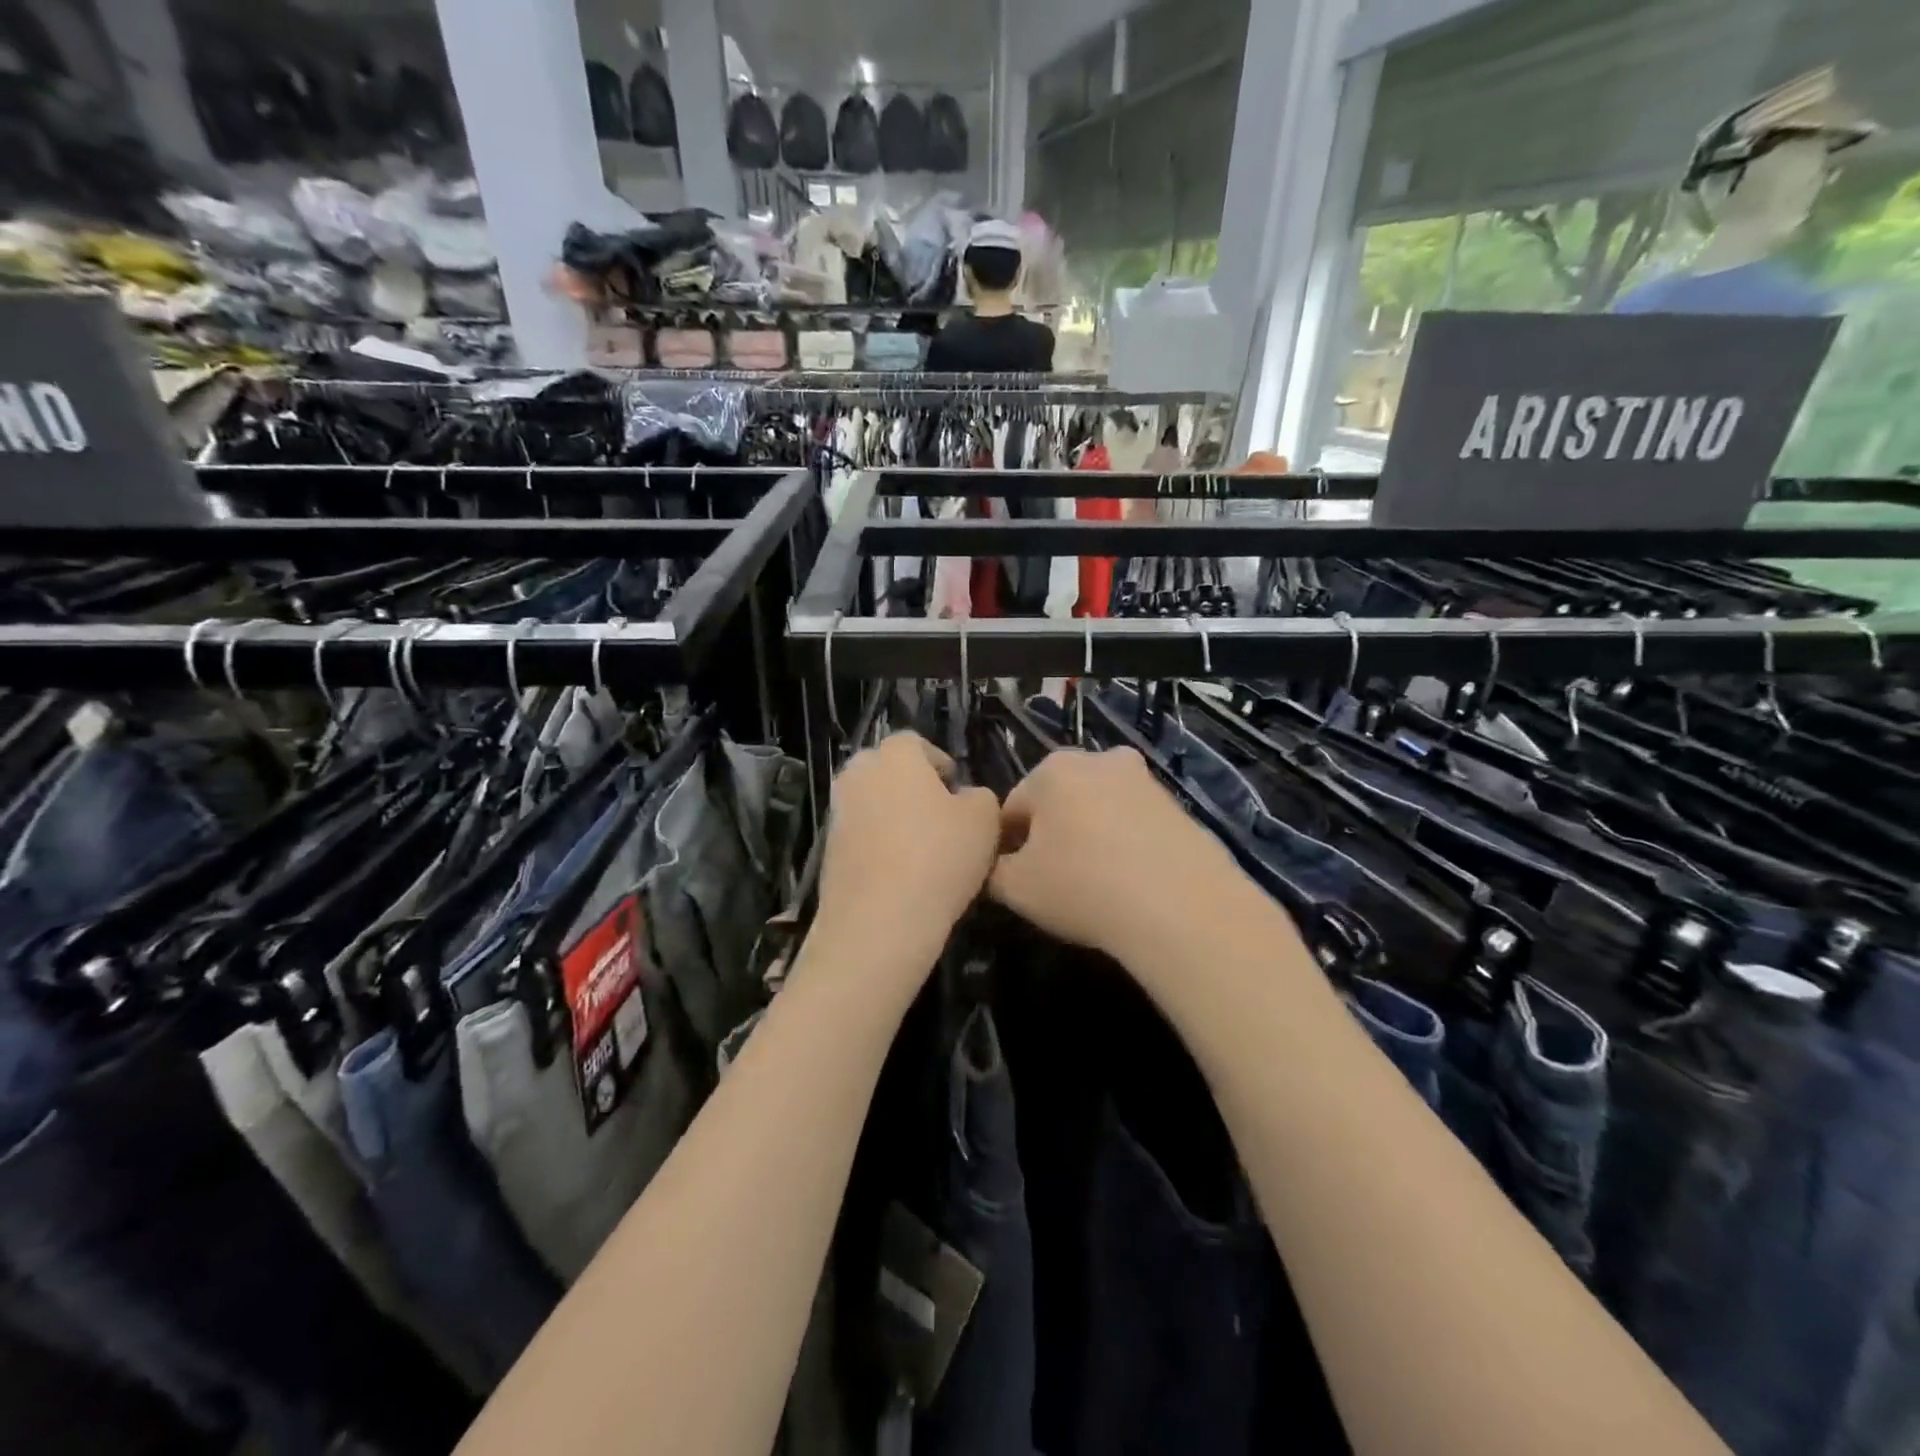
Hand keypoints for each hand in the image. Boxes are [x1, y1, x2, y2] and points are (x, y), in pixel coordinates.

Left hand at [813, 733, 1002, 971]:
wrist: (879, 920)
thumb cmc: (939, 857)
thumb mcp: (985, 820)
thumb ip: (979, 796)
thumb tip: (965, 797)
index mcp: (895, 755)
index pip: (916, 743)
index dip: (940, 764)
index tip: (957, 792)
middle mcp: (859, 774)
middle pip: (888, 770)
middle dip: (912, 787)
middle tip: (940, 818)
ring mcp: (838, 812)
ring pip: (872, 803)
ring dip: (893, 817)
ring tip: (922, 850)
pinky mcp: (827, 849)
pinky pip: (860, 835)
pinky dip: (877, 845)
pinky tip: (900, 874)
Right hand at [989, 747, 1248, 964]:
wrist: (1182, 908)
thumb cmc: (1084, 888)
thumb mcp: (1015, 888)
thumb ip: (992, 871)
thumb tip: (997, 866)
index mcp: (1052, 770)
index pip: (1011, 809)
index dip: (1006, 847)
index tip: (1014, 880)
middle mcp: (1098, 760)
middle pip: (1056, 801)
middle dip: (1050, 835)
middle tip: (1054, 881)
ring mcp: (1143, 779)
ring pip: (1097, 809)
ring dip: (1088, 837)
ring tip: (1095, 884)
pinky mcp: (1177, 804)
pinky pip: (1132, 823)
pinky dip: (1124, 844)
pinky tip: (1129, 881)